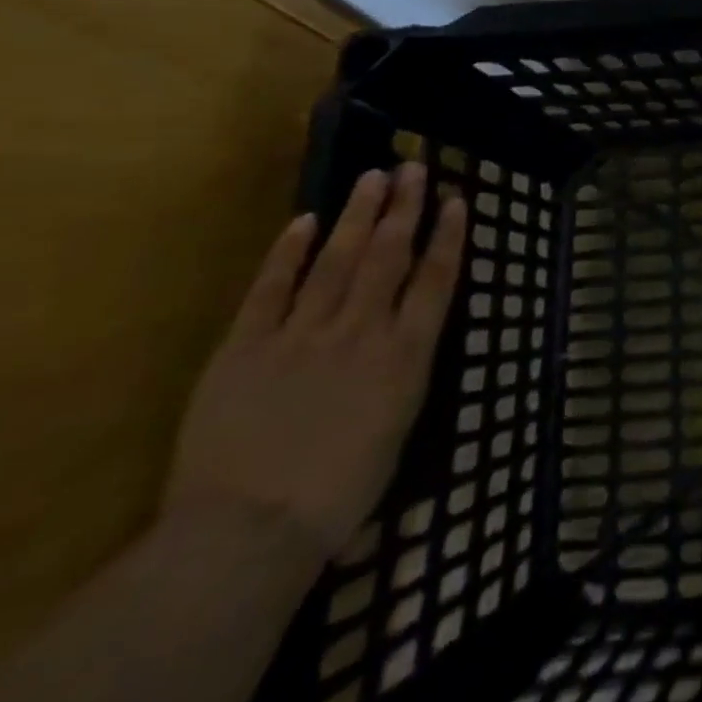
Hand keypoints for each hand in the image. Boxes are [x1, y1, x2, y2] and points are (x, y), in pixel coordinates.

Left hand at [163, 163, 466, 562]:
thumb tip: (408, 349)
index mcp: (405, 355)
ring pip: (337, 260)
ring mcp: (302, 335)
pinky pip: (271, 290)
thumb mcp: (397, 432)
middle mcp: (362, 331)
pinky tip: (303, 221)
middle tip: (413, 167)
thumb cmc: (338, 495)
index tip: (457, 199)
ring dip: (357, 215)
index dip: (449, 235)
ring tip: (372, 177)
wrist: (245, 534)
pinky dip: (288, 253)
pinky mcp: (245, 348)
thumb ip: (403, 378)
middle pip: (389, 256)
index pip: (436, 279)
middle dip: (404, 208)